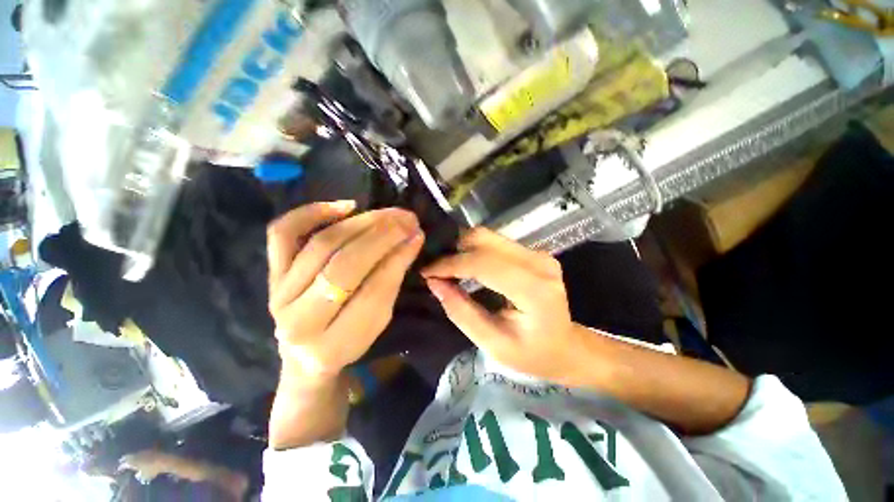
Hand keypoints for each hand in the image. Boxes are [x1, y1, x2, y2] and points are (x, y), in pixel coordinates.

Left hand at [268, 202, 424, 379]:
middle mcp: (300, 319)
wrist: (304, 352)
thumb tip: (411, 240)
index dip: (398, 258)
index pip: (374, 291)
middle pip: (345, 264)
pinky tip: (346, 207)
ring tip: (388, 213)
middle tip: (407, 218)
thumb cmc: (349, 340)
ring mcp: (279, 292)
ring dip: (361, 223)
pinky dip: (313, 212)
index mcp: (335, 343)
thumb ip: (392, 280)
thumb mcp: (378, 321)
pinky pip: (283, 234)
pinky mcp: (271, 272)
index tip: (417, 235)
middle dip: (382, 236)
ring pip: (322, 245)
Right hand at [421, 228, 580, 382]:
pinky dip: (475, 250)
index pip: (484, 264)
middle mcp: (539, 263)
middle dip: (454, 250)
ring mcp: (538, 254)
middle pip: (486, 240)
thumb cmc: (531, 354)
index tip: (427, 271)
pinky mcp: (533, 253)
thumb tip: (434, 283)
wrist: (565, 347)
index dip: (451, 264)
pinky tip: (464, 264)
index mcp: (534, 289)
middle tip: (435, 268)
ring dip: (463, 248)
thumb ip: (461, 311)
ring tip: (446, 266)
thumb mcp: (492, 343)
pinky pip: (496, 243)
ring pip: (489, 237)